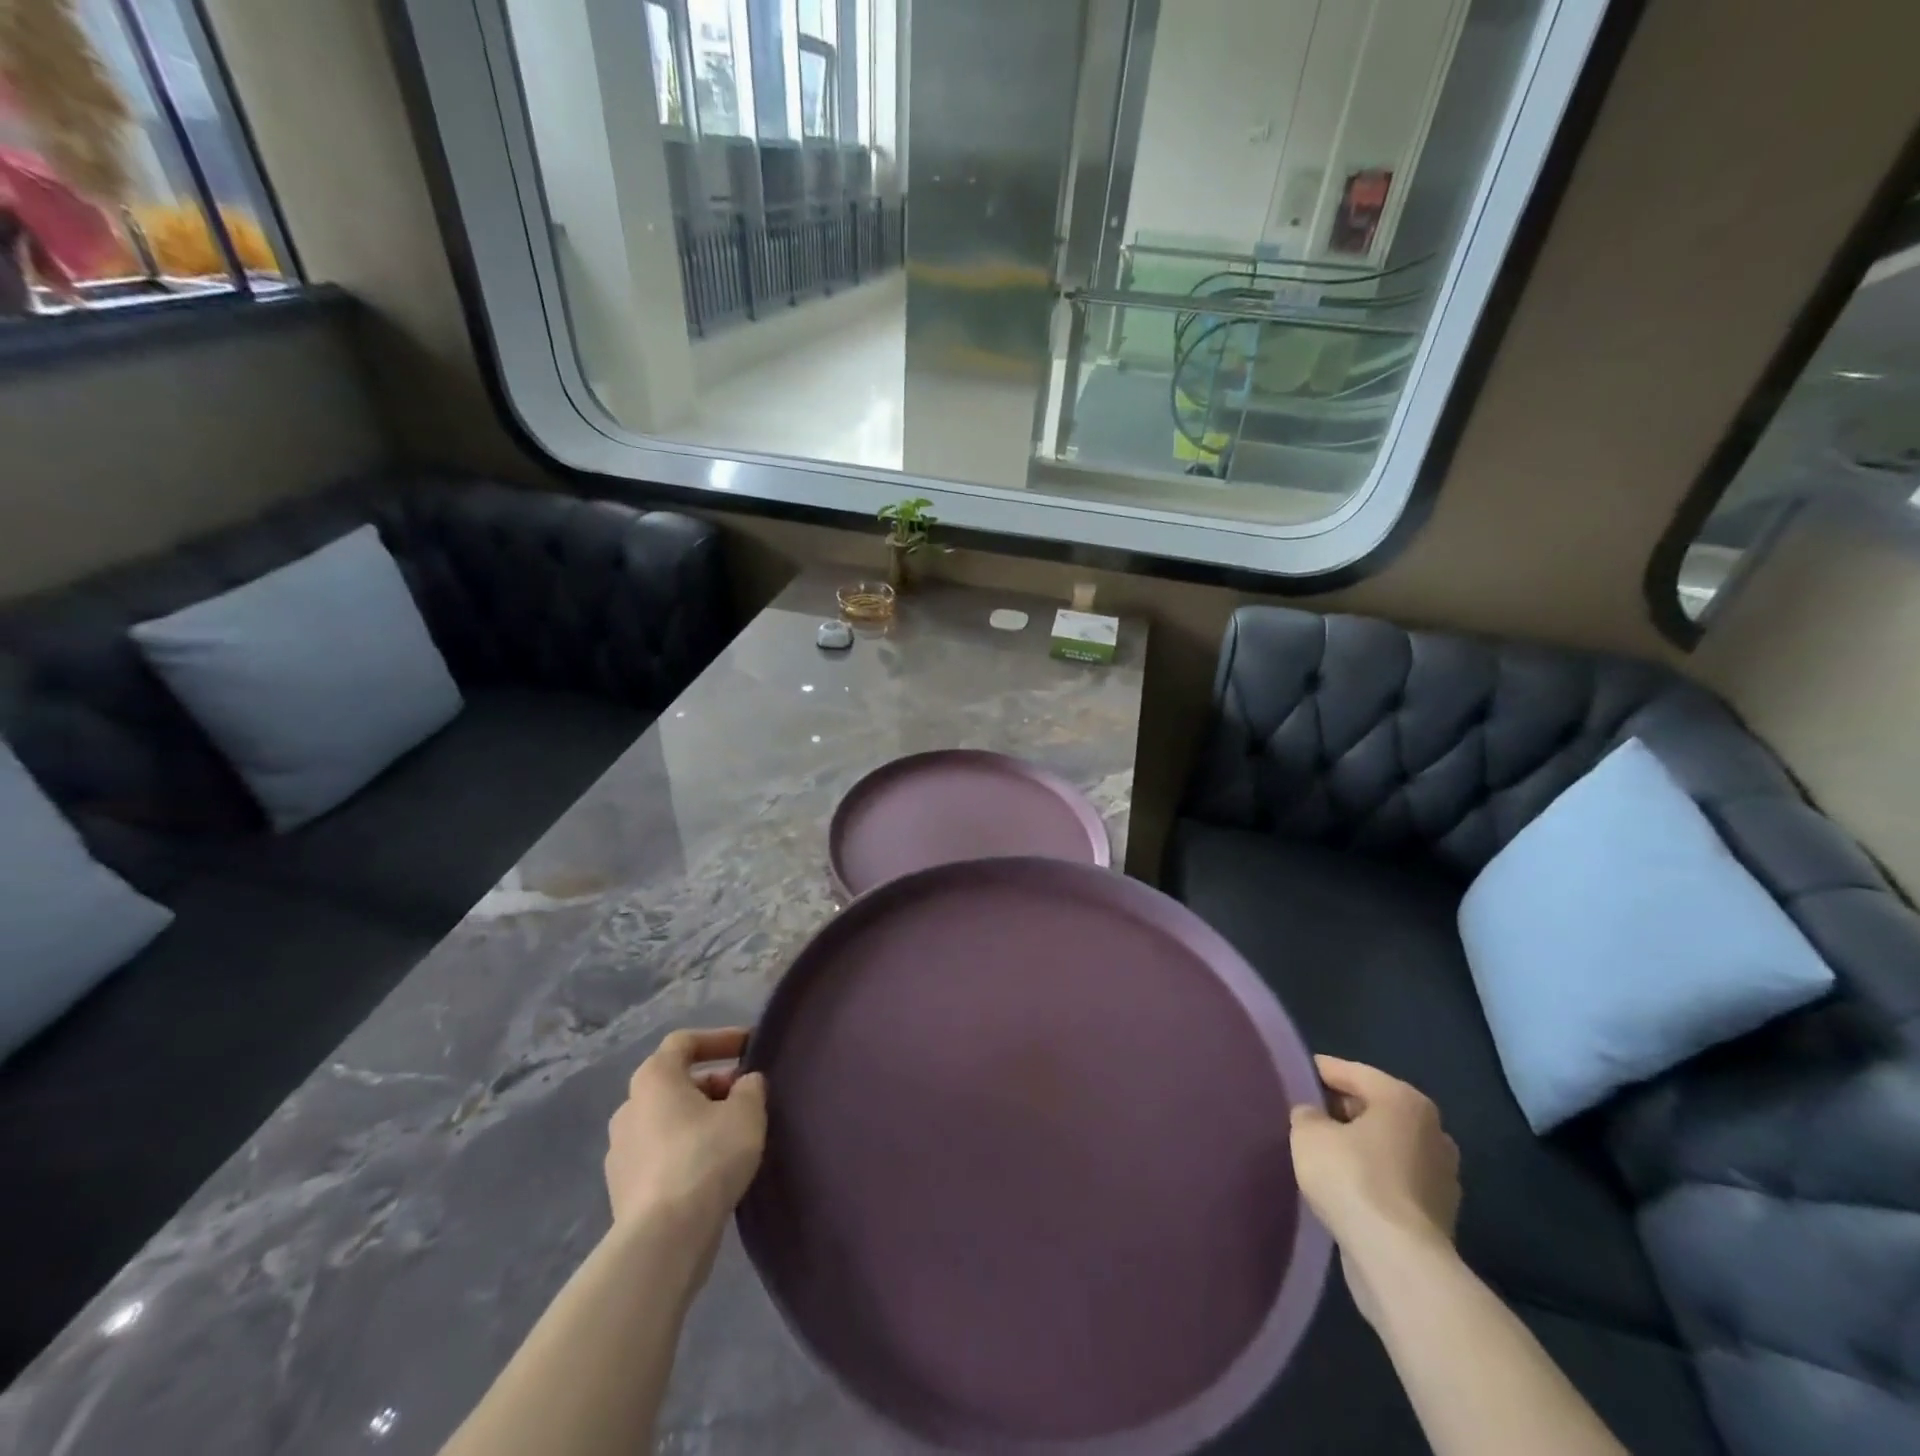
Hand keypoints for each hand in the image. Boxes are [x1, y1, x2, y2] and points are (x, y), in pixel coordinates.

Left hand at [605, 1028, 767, 1230]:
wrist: (663, 1239)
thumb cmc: (706, 1158)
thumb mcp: (746, 1112)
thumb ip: (750, 1087)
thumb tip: (744, 1083)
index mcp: (654, 1078)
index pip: (684, 1042)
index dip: (719, 1038)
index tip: (749, 1047)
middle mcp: (629, 1107)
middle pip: (676, 1082)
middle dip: (714, 1084)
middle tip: (746, 1097)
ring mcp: (621, 1151)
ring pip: (667, 1121)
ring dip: (699, 1119)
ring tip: (733, 1135)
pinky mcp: (622, 1190)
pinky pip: (660, 1155)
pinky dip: (686, 1152)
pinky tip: (712, 1170)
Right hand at [1291, 1057, 1460, 1323]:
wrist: (1398, 1261)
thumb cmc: (1353, 1179)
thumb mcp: (1308, 1134)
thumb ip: (1307, 1115)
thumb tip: (1314, 1117)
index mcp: (1404, 1099)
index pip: (1351, 1071)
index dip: (1318, 1072)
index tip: (1293, 1075)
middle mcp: (1432, 1129)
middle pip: (1373, 1107)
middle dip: (1340, 1110)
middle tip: (1304, 1116)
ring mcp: (1441, 1174)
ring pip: (1386, 1145)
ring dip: (1358, 1146)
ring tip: (1321, 1153)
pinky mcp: (1439, 1213)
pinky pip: (1394, 1179)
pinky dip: (1372, 1177)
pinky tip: (1344, 1187)